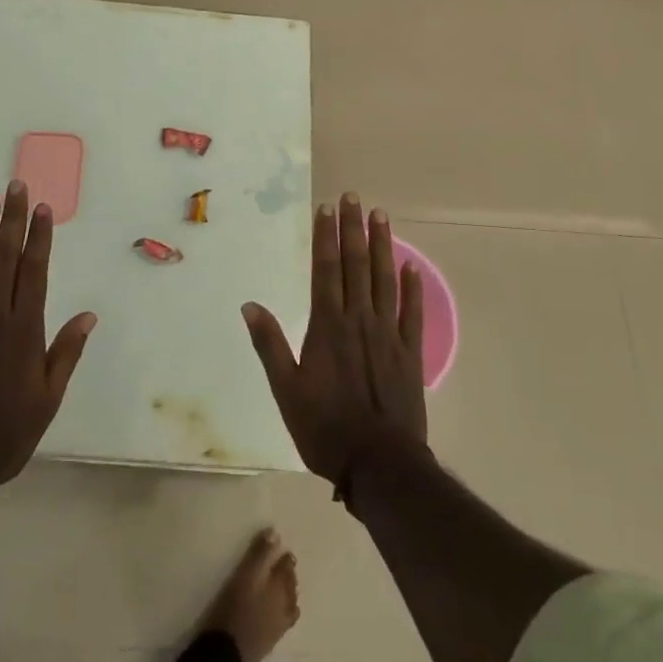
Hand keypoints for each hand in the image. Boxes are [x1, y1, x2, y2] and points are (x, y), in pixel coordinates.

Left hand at [0, 180, 96, 500]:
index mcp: (25, 330)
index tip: (42, 208)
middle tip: (15, 186)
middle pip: (5, 258)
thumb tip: (89, 314)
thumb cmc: (5, 435)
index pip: (35, 271)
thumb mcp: (47, 400)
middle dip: (12, 220)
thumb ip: (66, 353)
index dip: (39, 237)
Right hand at [242, 193, 426, 486]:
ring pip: (384, 279)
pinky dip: (412, 288)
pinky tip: (411, 265)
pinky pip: (412, 313)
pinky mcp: (410, 353)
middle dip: (353, 229)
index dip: (326, 237)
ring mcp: (388, 334)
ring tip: (381, 215)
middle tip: (354, 197)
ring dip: (383, 246)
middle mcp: (358, 319)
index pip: (325, 270)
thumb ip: (269, 345)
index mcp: (328, 325)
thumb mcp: (286, 390)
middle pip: (356, 265)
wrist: (380, 465)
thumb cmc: (325, 428)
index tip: (327, 208)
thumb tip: (250, 305)